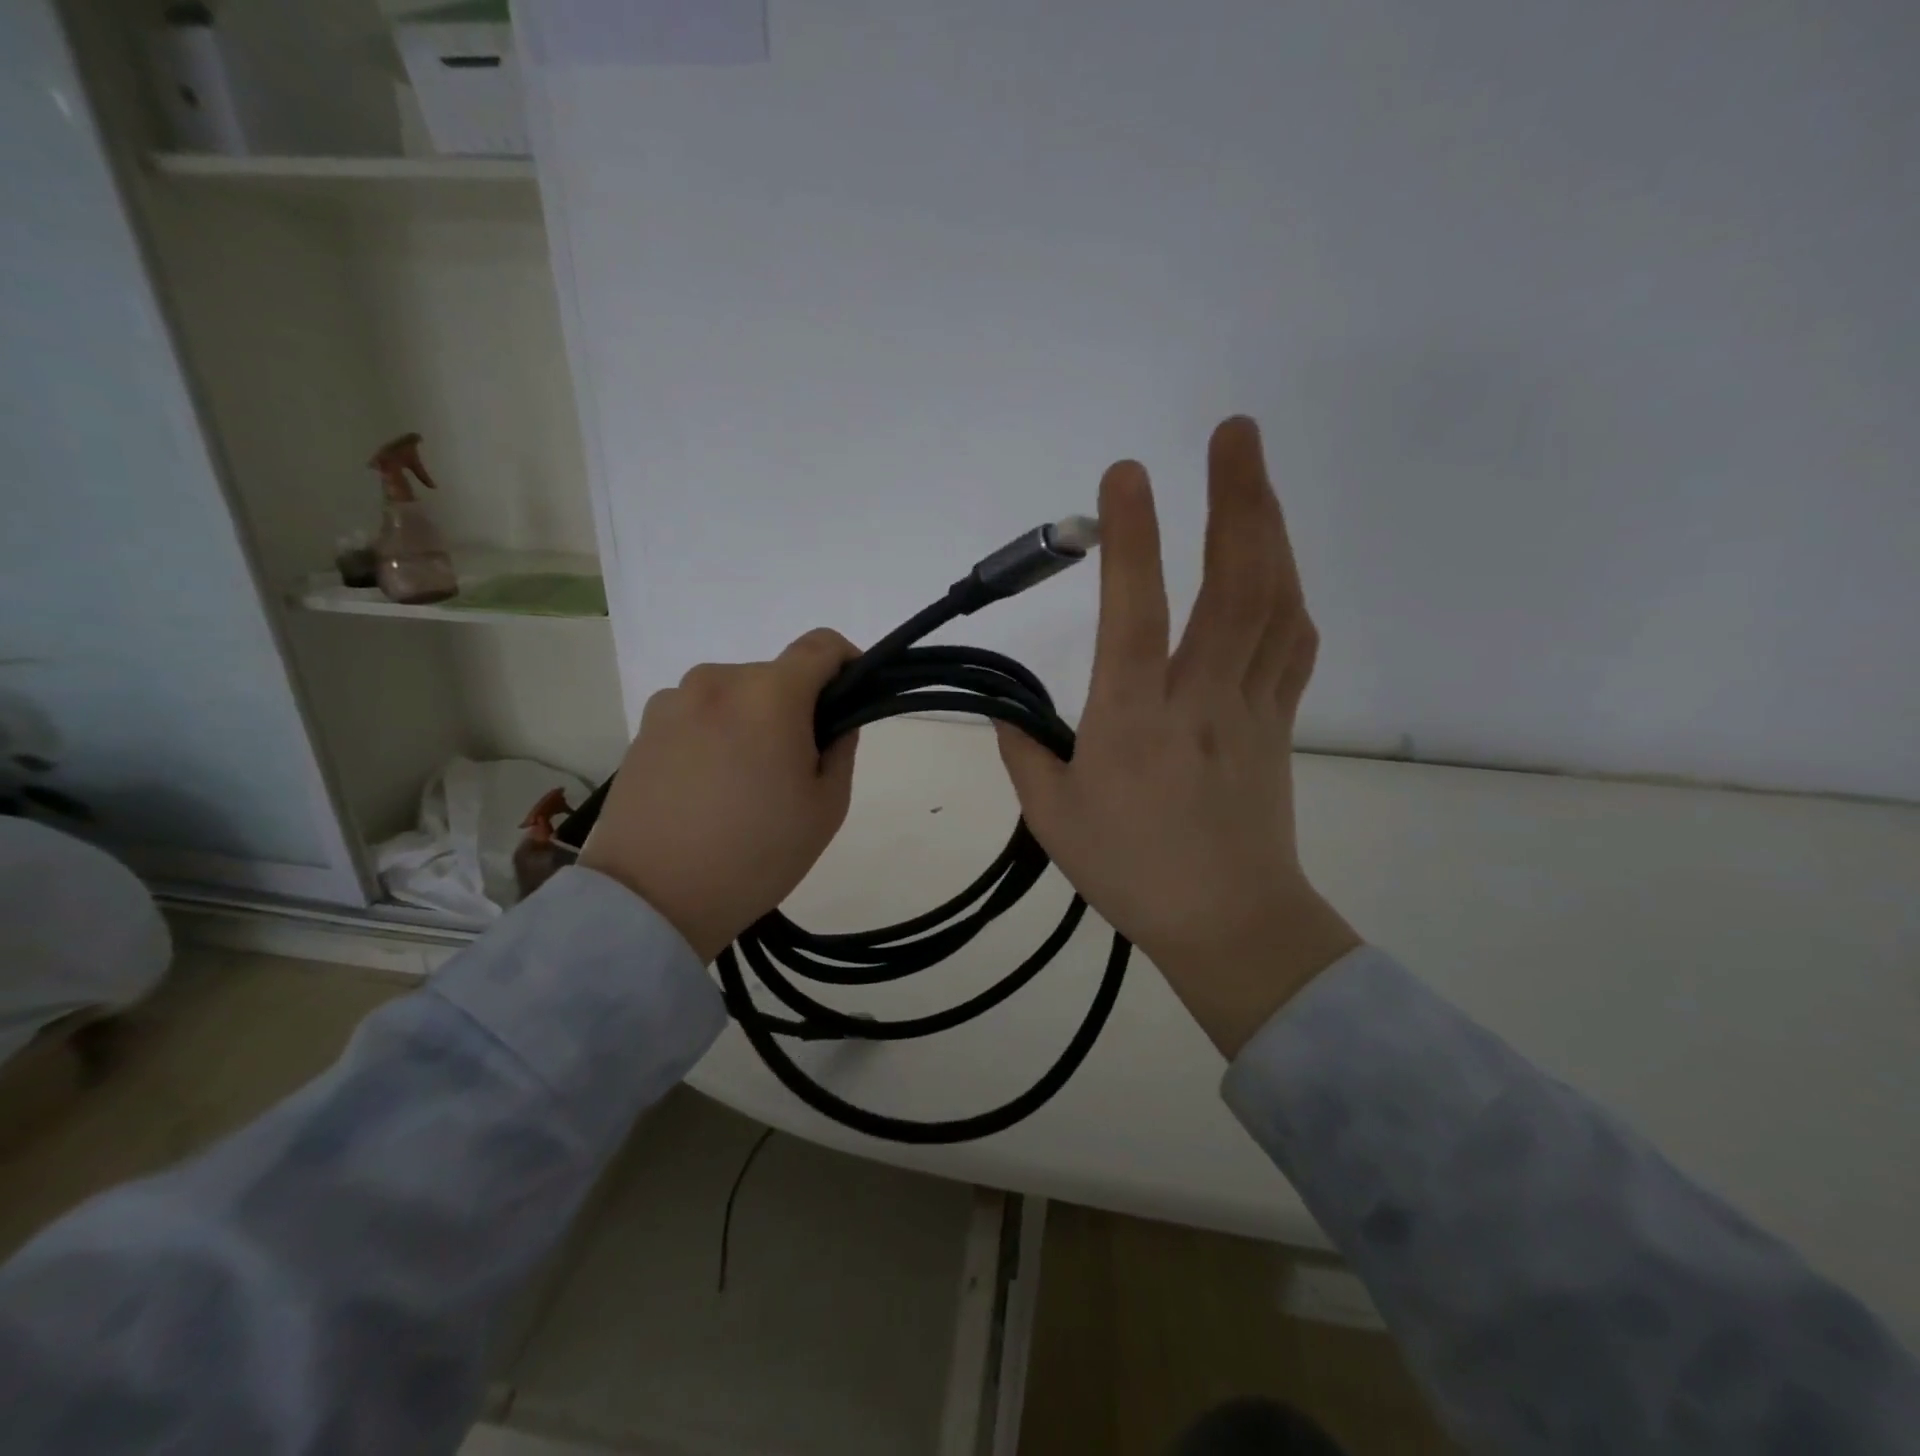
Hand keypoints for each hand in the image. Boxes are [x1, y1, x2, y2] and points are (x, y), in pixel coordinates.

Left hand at [579, 629, 859, 960]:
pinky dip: (714, 734)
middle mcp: (717, 681)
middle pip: (775, 676)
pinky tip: (706, 788)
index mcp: (769, 694)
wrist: (651, 899)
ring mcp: (672, 701)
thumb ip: (841, 748)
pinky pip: (697, 715)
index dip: (847, 662)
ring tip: (744, 783)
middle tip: (795, 766)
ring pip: (734, 696)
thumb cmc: (756, 853)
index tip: (850, 699)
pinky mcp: (643, 728)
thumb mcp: (826, 808)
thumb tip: (833, 721)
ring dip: (751, 720)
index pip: (821, 645)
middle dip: (795, 707)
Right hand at [996, 417, 1360, 1056]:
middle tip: (1234, 432)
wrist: (1230, 921)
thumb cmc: (1133, 872)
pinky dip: (1288, 591)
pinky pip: (1293, 644)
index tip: (1125, 474)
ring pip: (1275, 603)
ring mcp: (1251, 706)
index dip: (1132, 539)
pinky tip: (1278, 564)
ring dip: (1269, 528)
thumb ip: (1024, 753)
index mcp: (1134, 721)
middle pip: (1234, 585)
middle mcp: (1200, 698)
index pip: (1136, 613)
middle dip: (1236, 498)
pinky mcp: (1279, 721)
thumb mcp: (1054, 819)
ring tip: (1253, 475)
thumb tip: (1007, 711)